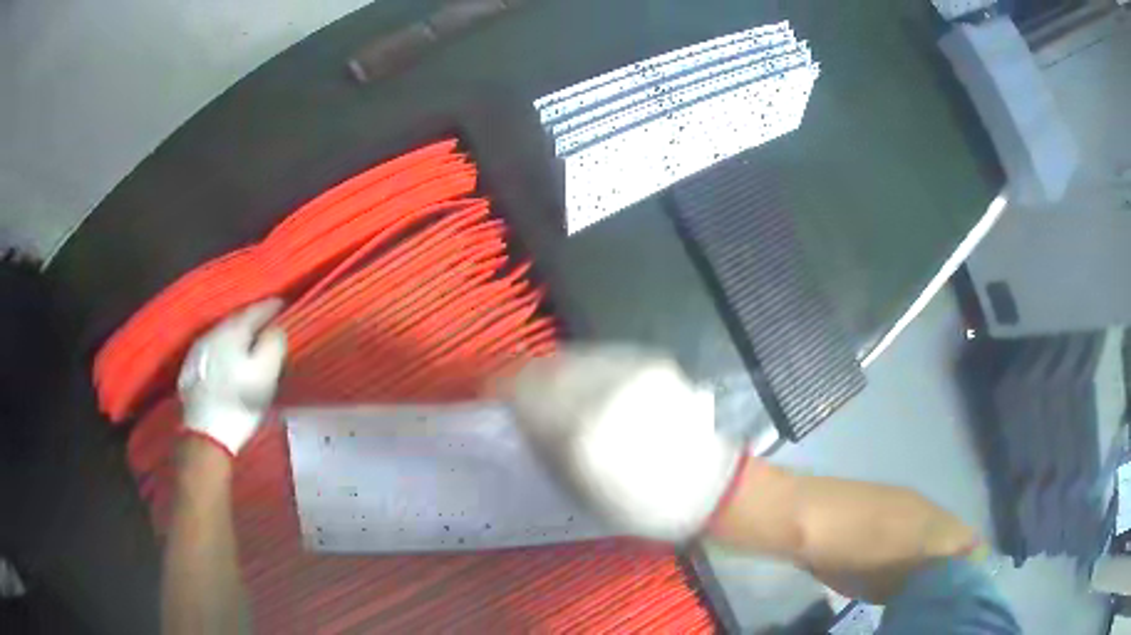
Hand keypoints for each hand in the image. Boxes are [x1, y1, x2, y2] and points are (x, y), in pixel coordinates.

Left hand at [177, 299, 287, 455]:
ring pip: (223, 332)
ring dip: (237, 333)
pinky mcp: (192, 367)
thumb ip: (274, 344)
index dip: (272, 306)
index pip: (257, 309)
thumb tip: (277, 327)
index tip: (285, 305)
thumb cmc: (240, 403)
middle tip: (269, 322)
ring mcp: (199, 349)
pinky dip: (224, 347)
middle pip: (238, 318)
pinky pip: (213, 347)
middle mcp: (213, 332)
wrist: (205, 433)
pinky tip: (228, 357)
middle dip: (254, 318)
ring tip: (249, 340)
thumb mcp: (265, 373)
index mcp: (234, 330)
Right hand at [499, 345, 745, 541]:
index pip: (525, 392)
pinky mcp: (650, 362)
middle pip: (546, 367)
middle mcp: (606, 391)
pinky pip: (599, 356)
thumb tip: (518, 414)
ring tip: (542, 386)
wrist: (706, 487)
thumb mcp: (580, 487)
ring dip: (549, 368)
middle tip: (510, 388)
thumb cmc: (640, 504)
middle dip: (522, 375)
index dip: (499, 387)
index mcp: (584, 431)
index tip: (487, 391)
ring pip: (572, 356)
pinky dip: (579, 366)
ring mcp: (632, 371)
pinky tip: (579, 382)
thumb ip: (545, 445)